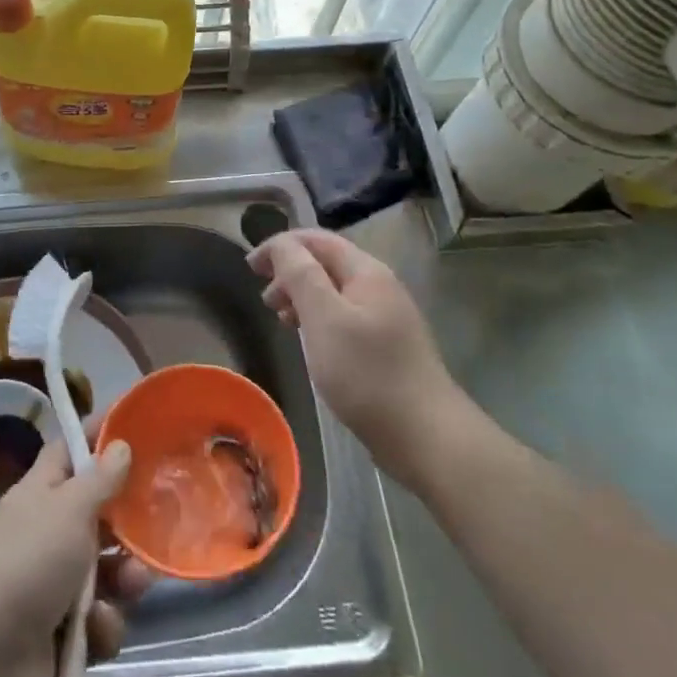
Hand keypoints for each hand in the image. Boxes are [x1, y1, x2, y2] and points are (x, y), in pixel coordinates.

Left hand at [0, 432, 153, 676]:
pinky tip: (96, 629)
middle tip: (155, 524)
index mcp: (41, 494)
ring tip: (133, 585)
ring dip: (125, 579)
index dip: (97, 438)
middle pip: (98, 517)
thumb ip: (100, 479)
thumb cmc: (28, 561)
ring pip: (107, 572)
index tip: (133, 427)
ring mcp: (55, 586)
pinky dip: (103, 625)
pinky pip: (99, 621)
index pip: (69, 453)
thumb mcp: (69, 508)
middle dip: (128, 525)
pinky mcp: (64, 635)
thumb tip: (120, 444)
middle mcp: (48, 534)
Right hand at [248, 228, 462, 478]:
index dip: (280, 246)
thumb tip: (281, 244)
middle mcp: (379, 287)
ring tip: (281, 319)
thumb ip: (300, 274)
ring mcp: (386, 318)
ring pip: (334, 292)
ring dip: (302, 296)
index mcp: (366, 272)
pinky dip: (319, 319)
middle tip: (264, 299)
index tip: (250, 267)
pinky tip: (310, 342)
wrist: (427, 437)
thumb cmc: (367, 373)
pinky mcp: (386, 347)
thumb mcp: (324, 318)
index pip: (316, 240)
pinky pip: (344, 318)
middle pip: (326, 263)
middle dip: (290, 271)